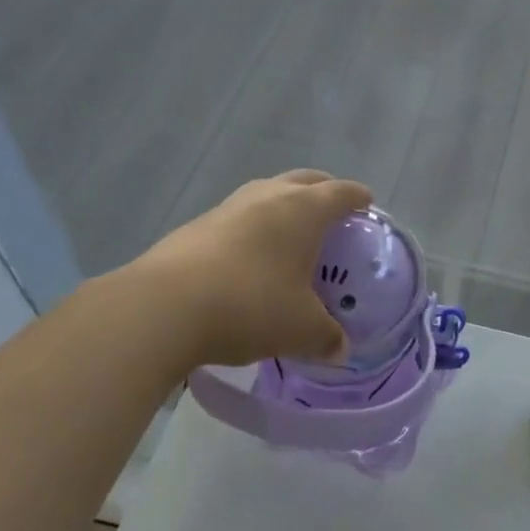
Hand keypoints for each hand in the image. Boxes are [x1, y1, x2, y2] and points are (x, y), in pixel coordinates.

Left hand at [125, 169, 372, 369]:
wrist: (162, 308)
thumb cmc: (250, 306)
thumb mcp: (301, 330)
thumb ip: (327, 338)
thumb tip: (341, 349)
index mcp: (303, 210)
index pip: (342, 192)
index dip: (359, 199)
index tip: (367, 207)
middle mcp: (267, 197)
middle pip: (304, 181)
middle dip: (323, 192)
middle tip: (333, 216)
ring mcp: (227, 208)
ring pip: (266, 195)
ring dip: (283, 208)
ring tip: (289, 238)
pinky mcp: (195, 227)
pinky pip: (237, 219)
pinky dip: (251, 230)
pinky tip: (248, 262)